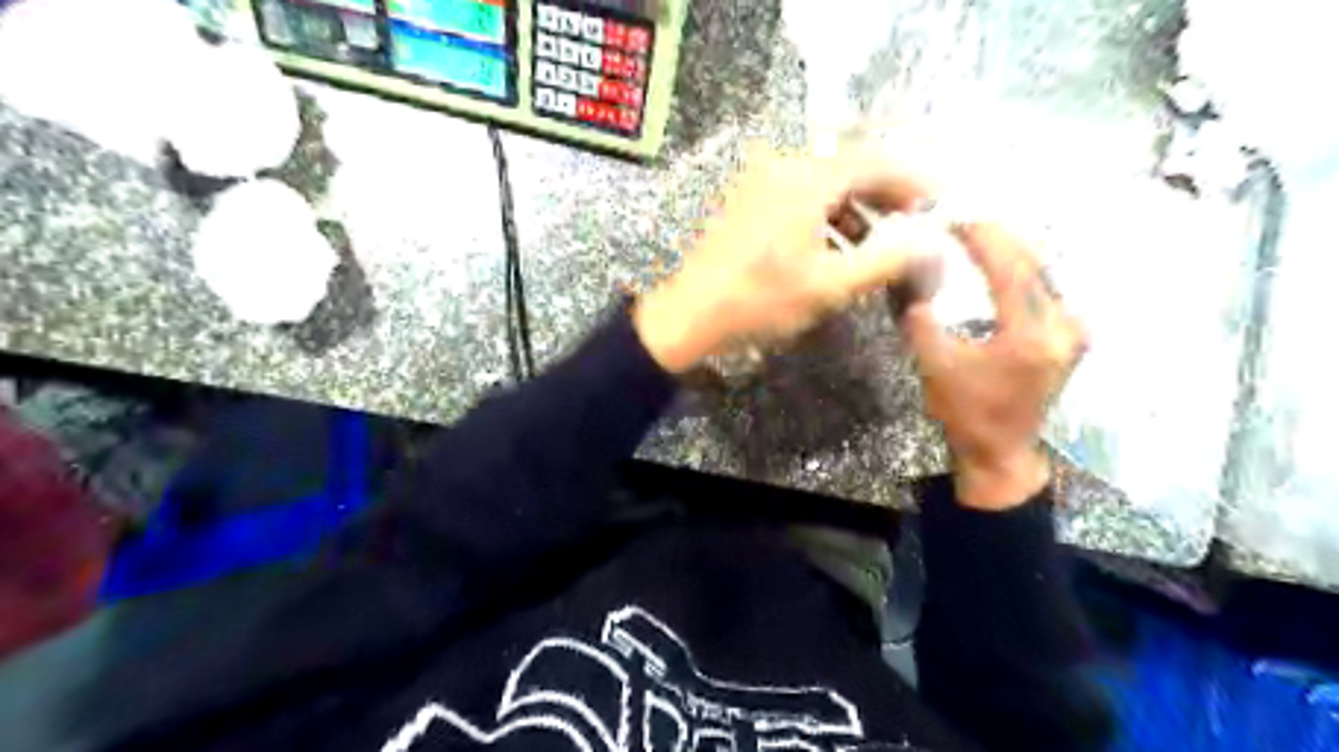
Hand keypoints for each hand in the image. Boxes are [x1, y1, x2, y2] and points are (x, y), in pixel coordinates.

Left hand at [635, 143, 937, 370]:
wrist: (689, 314)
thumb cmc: (759, 301)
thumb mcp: (829, 286)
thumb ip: (885, 261)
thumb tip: (930, 242)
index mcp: (806, 178)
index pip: (875, 161)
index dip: (913, 180)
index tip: (939, 202)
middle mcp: (783, 166)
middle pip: (849, 169)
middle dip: (885, 196)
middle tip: (914, 224)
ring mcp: (760, 181)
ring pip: (823, 185)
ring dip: (855, 210)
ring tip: (878, 246)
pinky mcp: (747, 200)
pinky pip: (798, 197)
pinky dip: (824, 218)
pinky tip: (835, 250)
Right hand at [898, 224, 1086, 512]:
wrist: (1001, 450)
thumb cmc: (966, 412)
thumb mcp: (933, 365)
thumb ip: (919, 319)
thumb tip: (910, 277)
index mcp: (1029, 337)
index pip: (1010, 271)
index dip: (983, 241)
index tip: (957, 219)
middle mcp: (1063, 328)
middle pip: (1034, 266)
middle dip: (1000, 238)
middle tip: (965, 220)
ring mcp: (1073, 332)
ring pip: (1044, 275)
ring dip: (1012, 251)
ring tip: (979, 234)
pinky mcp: (1070, 337)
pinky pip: (1047, 290)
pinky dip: (1022, 270)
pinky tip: (1001, 260)